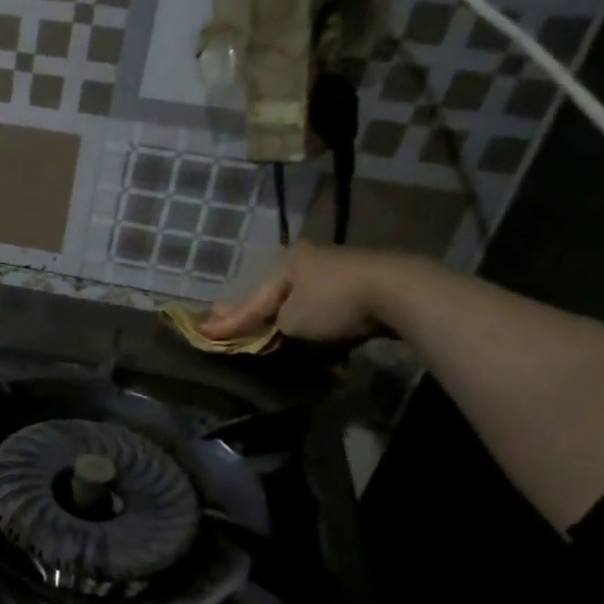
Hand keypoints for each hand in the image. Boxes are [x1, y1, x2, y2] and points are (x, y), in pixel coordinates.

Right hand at [201, 241, 427, 344]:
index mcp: (288, 262)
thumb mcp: (291, 319)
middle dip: (257, 315)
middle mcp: (311, 260)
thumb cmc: (333, 303)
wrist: (400, 293)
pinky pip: (334, 312)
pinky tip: (318, 343)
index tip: (204, 331)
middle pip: (278, 297)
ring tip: (271, 336)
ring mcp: (342, 271)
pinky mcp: (368, 287)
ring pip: (306, 303)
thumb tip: (261, 332)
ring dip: (292, 323)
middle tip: (229, 326)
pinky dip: (323, 327)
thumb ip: (269, 326)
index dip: (228, 320)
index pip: (252, 300)